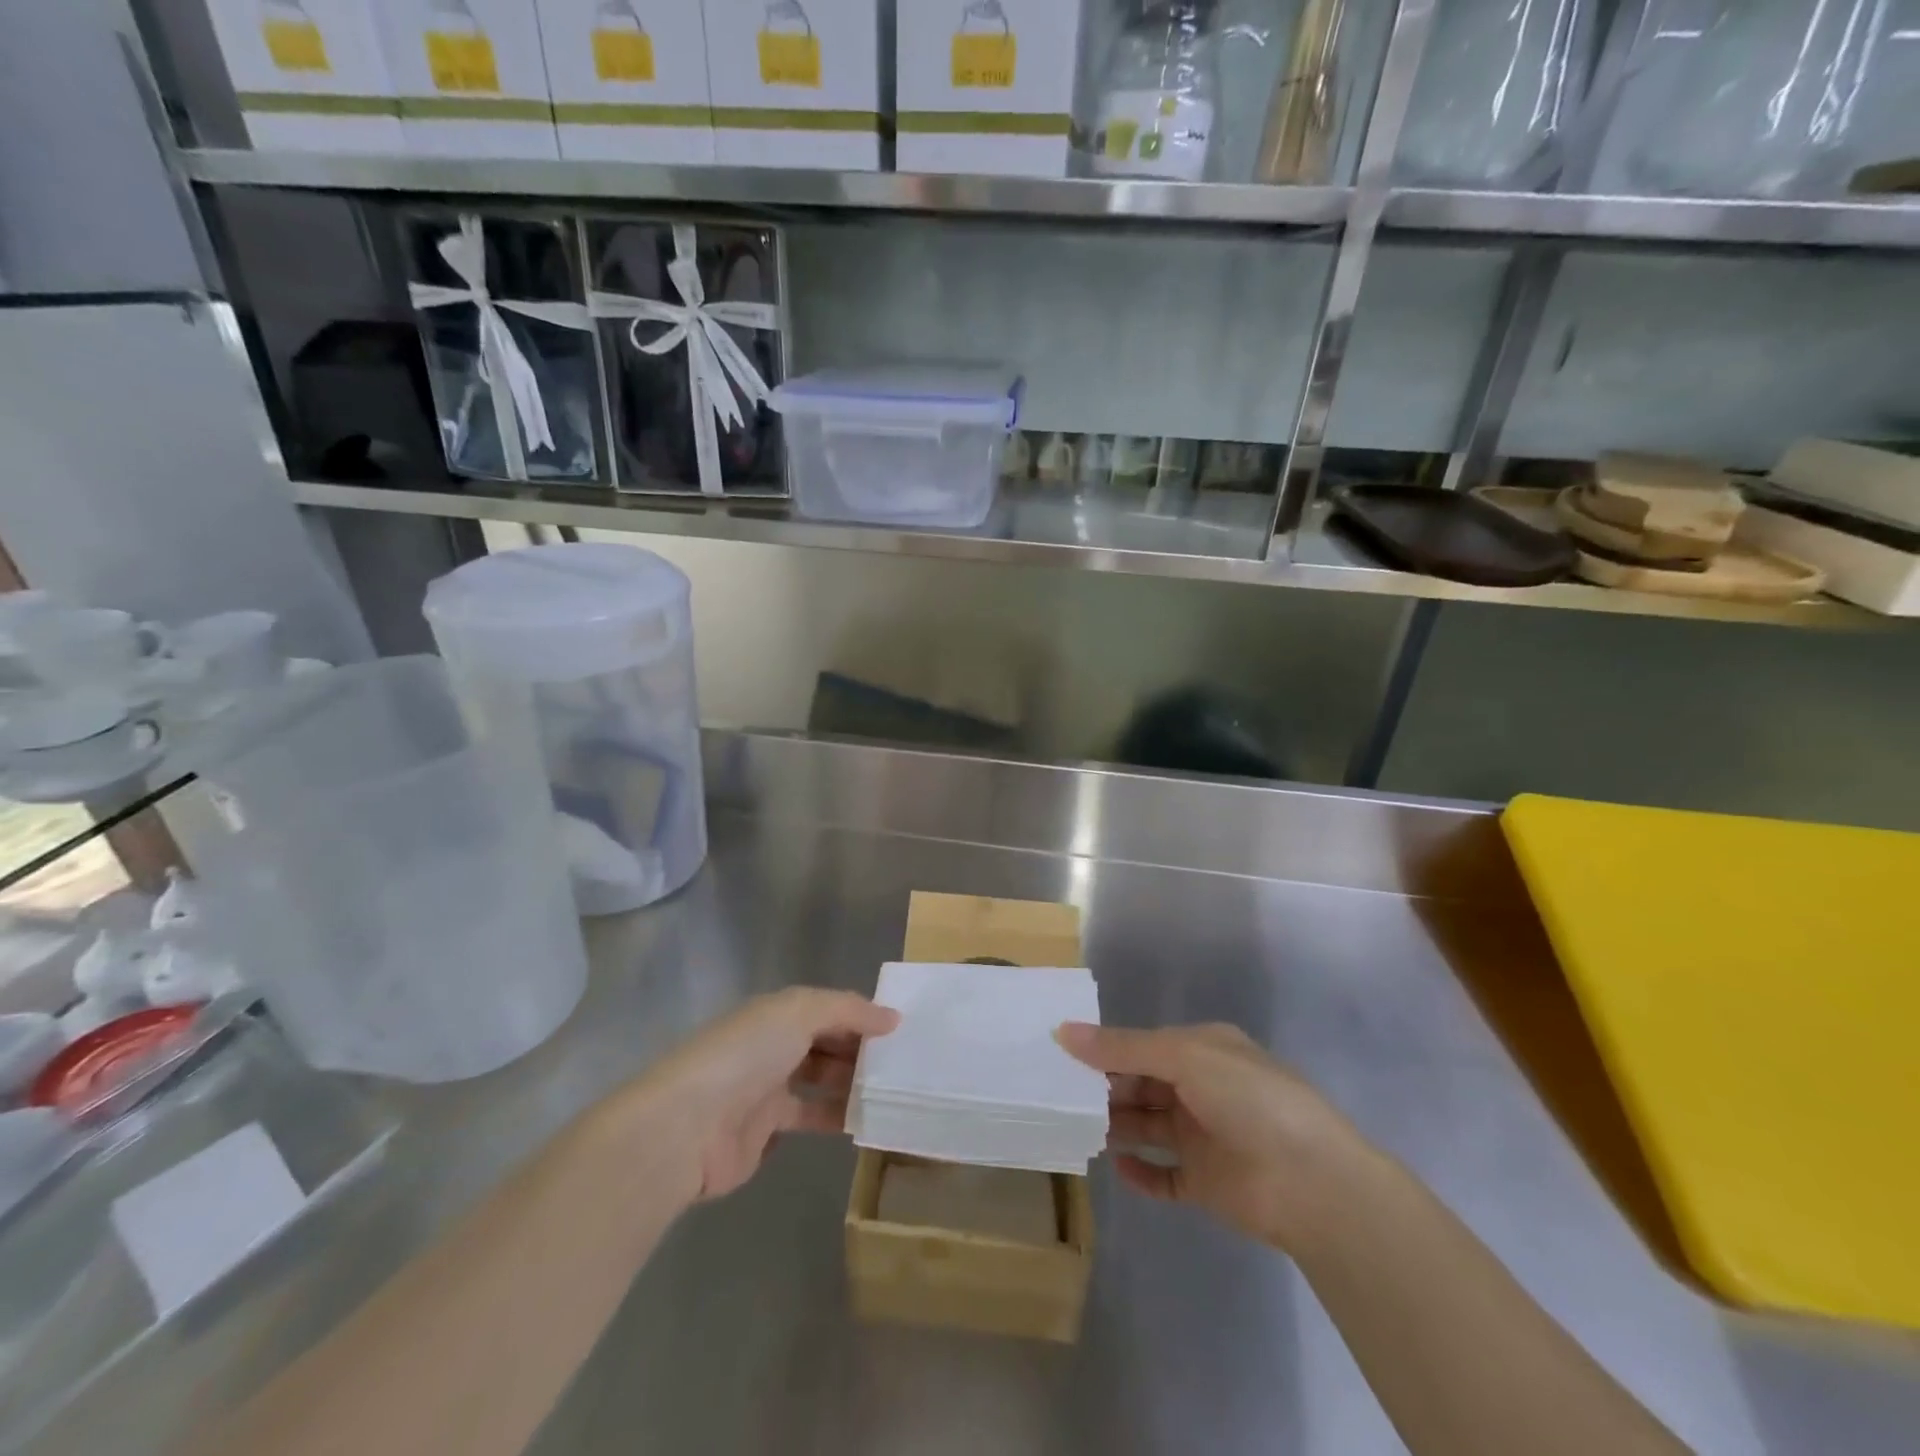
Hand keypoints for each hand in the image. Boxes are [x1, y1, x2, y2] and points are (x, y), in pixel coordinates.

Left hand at [630, 988, 897, 1204]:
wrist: (687, 1126)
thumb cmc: (746, 1055)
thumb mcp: (800, 1013)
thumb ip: (848, 1011)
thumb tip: (892, 1017)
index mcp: (776, 1013)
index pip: (828, 1009)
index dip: (862, 1016)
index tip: (901, 1029)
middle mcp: (772, 1046)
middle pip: (825, 1043)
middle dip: (860, 1050)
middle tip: (903, 1064)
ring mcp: (767, 1089)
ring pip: (820, 1081)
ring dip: (852, 1084)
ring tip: (893, 1091)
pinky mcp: (764, 1132)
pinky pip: (809, 1118)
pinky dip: (836, 1118)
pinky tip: (866, 1121)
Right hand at [1056, 1021, 1367, 1250]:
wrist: (1313, 1183)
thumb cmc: (1249, 1100)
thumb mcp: (1184, 1057)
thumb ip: (1123, 1048)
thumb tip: (1063, 1032)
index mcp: (1203, 1051)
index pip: (1143, 1046)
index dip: (1105, 1049)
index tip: (1062, 1055)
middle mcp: (1201, 1089)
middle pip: (1141, 1085)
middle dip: (1105, 1088)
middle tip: (1059, 1095)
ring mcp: (1204, 1137)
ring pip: (1147, 1127)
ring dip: (1116, 1126)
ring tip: (1076, 1128)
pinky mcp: (1206, 1183)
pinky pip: (1163, 1176)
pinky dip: (1139, 1172)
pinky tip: (1115, 1168)